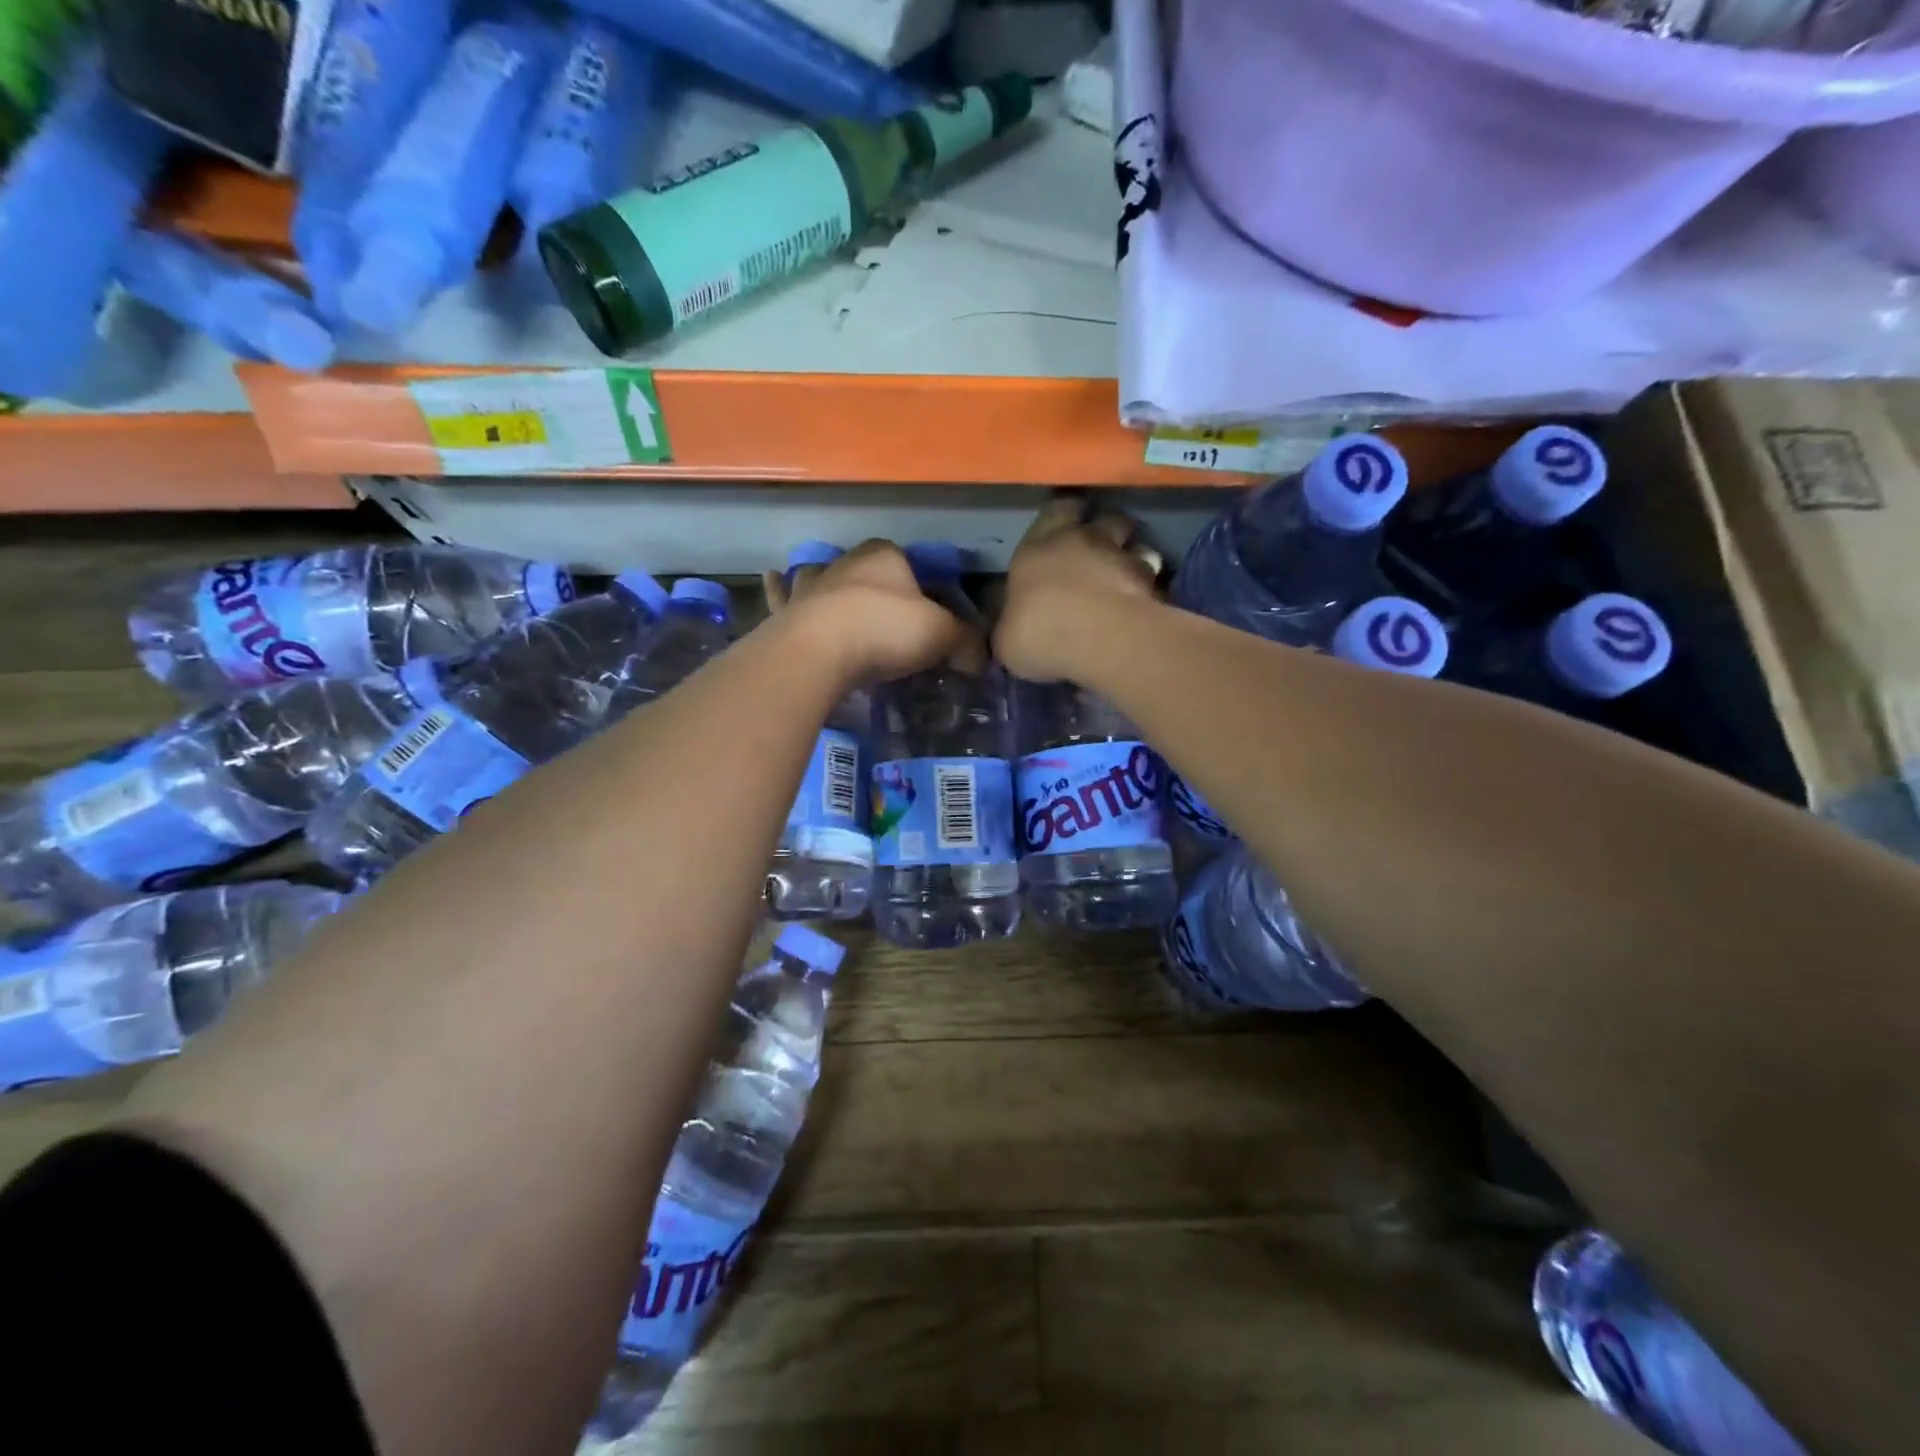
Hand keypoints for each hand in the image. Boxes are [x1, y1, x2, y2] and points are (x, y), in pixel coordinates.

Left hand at [770, 540, 984, 684]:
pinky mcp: (785, 611)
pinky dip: (778, 588)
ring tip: (836, 597)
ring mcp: (811, 585)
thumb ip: (966, 642)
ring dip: (829, 583)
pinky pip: (781, 594)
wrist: (818, 652)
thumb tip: (982, 658)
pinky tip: (773, 577)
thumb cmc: (884, 631)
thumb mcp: (941, 636)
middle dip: (876, 586)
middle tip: (888, 617)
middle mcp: (845, 562)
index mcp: (886, 556)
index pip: (910, 563)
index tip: (929, 615)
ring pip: (822, 576)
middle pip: (866, 570)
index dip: (923, 588)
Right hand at [993, 494, 1162, 682]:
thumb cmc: (1037, 632)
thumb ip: (1011, 624)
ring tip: (1129, 576)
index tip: (1067, 521)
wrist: (1097, 639)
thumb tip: (1010, 624)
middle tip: (1105, 543)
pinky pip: (1153, 578)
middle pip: (1104, 519)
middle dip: (1106, 527)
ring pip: (1135, 544)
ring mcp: (1121, 558)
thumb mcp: (1005, 638)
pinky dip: (1150, 587)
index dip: (1062, 515)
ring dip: (1133, 556)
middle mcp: (1082, 541)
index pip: (1053, 512)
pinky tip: (1144, 605)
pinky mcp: (1151, 583)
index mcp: (1037, 548)